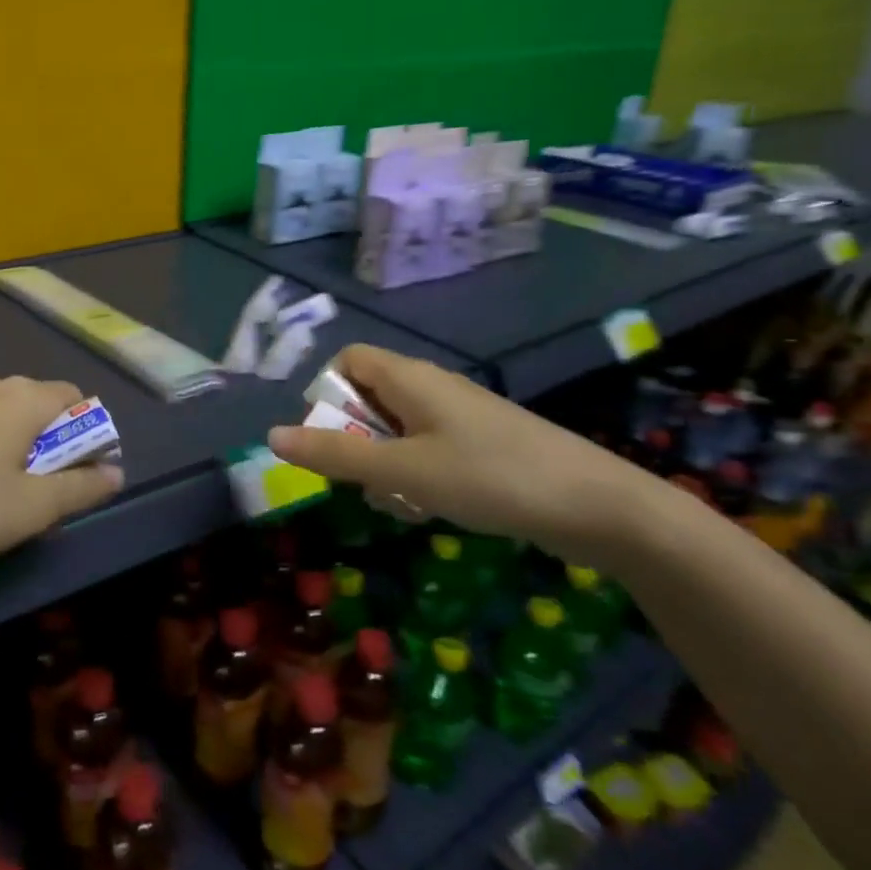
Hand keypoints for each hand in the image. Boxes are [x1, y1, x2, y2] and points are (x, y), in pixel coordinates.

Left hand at [0, 373, 123, 574]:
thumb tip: (115, 473)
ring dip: (4, 442)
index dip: (86, 433)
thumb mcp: (29, 510)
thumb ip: (80, 489)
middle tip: (35, 492)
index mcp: (22, 398)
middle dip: (45, 441)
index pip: (75, 398)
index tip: (77, 475)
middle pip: (34, 403)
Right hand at [267, 344, 654, 566]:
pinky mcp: (482, 444)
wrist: (598, 506)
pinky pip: (428, 448)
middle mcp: (432, 386)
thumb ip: (335, 454)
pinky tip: (431, 509)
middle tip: (363, 481)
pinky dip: (416, 474)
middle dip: (355, 440)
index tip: (329, 439)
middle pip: (369, 396)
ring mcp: (460, 416)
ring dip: (384, 464)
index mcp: (410, 377)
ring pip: (397, 429)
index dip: (327, 394)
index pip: (348, 360)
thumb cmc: (489, 477)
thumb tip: (273, 436)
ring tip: (401, 502)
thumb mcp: (402, 470)